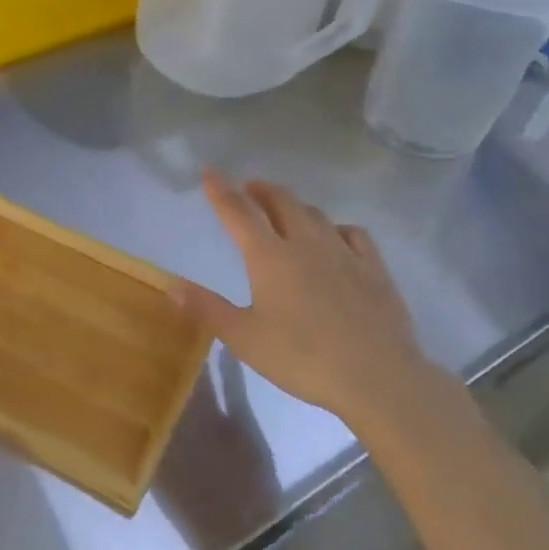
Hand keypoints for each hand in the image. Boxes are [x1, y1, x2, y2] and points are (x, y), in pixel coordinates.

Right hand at [172, 172, 424, 422]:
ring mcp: (344, 253)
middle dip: (260, 190)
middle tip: (248, 189)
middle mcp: (305, 243)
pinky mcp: (374, 269)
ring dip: (294, 205)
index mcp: (270, 257)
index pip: (239, 212)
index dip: (221, 190)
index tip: (209, 171)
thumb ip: (207, 308)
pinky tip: (335, 236)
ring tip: (284, 208)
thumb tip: (171, 284)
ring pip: (315, 214)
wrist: (378, 378)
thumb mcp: (245, 339)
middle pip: (281, 202)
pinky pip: (353, 233)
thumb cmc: (303, 359)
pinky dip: (336, 227)